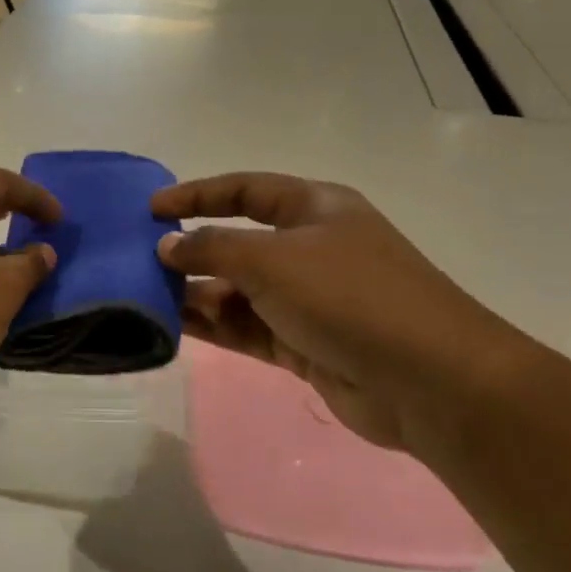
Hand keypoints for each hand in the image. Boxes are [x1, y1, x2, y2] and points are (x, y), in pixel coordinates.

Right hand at [152, 173, 533, 461]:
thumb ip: (211, 249)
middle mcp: (311, 249)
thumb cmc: (349, 296)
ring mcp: (309, 300)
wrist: (429, 381)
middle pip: (238, 243)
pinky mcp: (305, 344)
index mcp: (314, 209)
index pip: (245, 190)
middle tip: (140, 264)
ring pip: (239, 291)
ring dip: (197, 294)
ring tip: (147, 300)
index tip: (150, 208)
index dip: (196, 195)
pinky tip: (176, 328)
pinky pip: (248, 328)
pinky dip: (215, 327)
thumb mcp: (272, 259)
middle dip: (192, 252)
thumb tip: (166, 247)